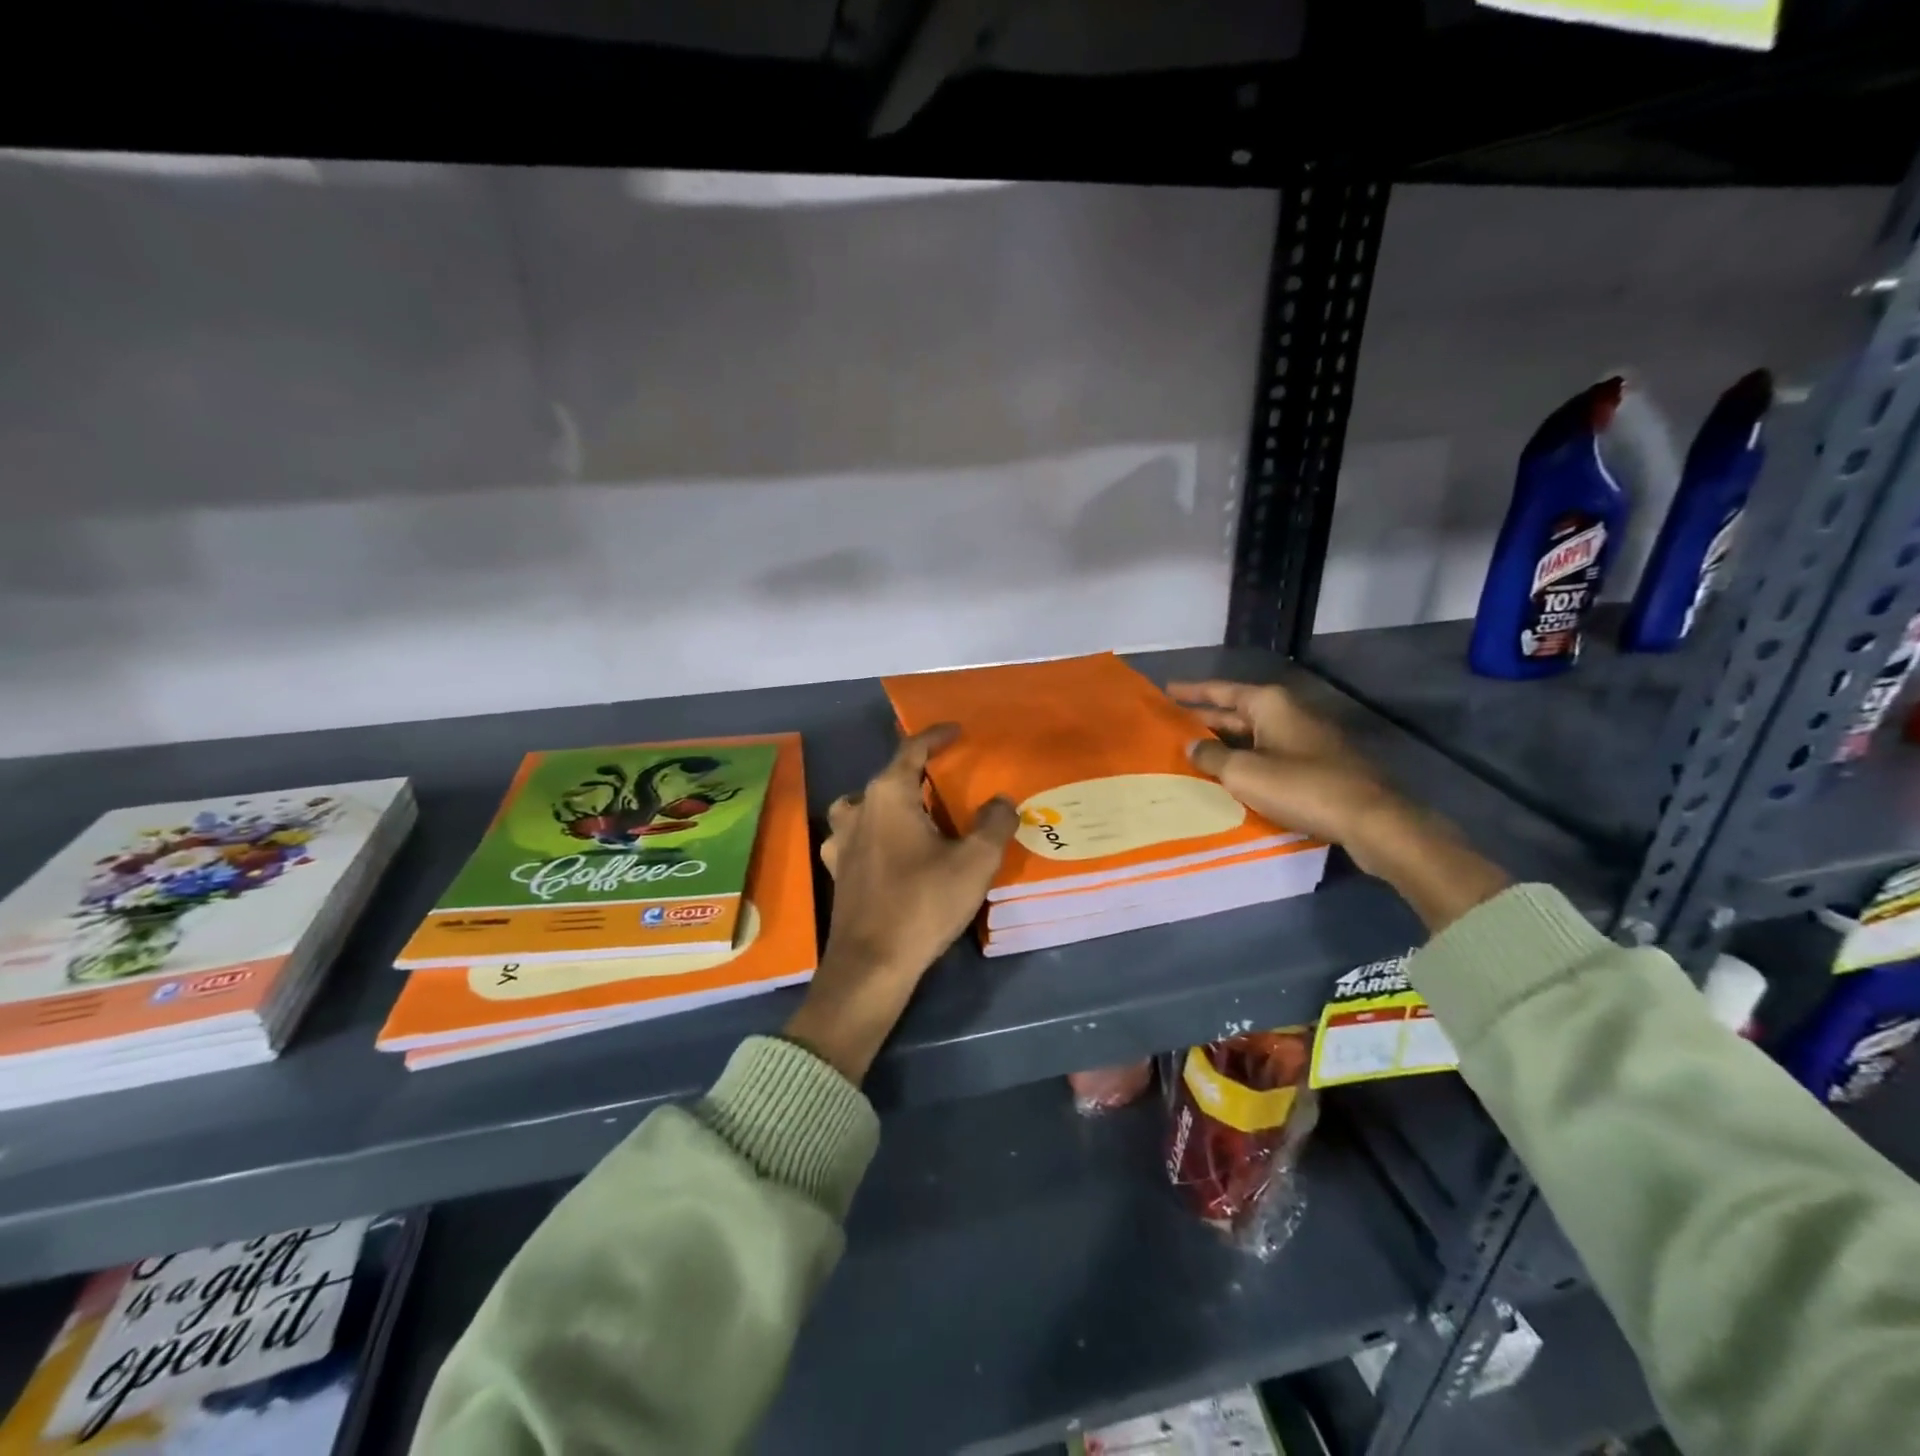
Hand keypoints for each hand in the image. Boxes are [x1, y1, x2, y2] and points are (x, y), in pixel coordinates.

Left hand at [784, 725, 1017, 1083]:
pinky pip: (858, 837)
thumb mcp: (973, 862)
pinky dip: (877, 833)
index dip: (935, 736)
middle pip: (887, 778)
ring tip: (916, 815)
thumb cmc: (922, 903)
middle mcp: (858, 809)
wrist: (871, 964)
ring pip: (865, 806)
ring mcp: (840, 841)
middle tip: (945, 778)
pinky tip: (894, 852)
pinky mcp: (837, 870)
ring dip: (890, 803)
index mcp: (888, 795)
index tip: (956, 730)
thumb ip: (993, 824)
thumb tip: (1001, 801)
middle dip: (915, 772)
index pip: (911, 750)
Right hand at [1166, 679, 1508, 931]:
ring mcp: (1304, 739)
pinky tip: (1227, 777)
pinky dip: (1244, 762)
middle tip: (1170, 726)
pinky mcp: (1315, 765)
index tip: (1165, 690)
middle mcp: (1287, 713)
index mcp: (1269, 703)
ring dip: (1223, 745)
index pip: (1220, 690)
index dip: (1191, 692)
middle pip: (1235, 713)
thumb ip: (1211, 756)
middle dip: (1204, 719)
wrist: (1369, 818)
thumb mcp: (1244, 773)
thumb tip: (1192, 745)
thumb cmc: (1301, 786)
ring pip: (1251, 737)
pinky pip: (1268, 756)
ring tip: (1190, 753)